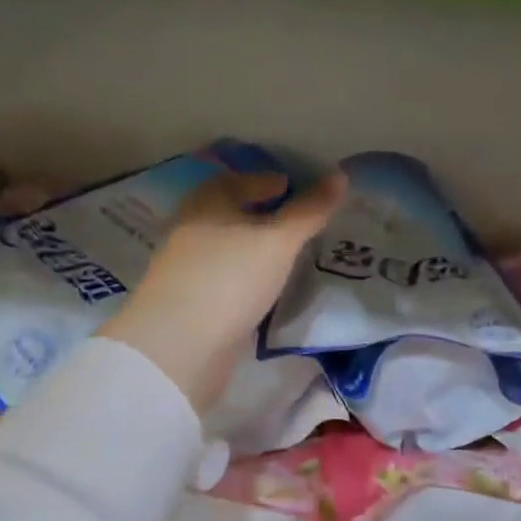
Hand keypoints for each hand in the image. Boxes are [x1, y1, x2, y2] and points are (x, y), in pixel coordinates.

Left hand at [99, 169, 347, 409]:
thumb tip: (340, 174)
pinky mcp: (192, 303)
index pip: (238, 181)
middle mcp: (192, 230)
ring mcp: (189, 269)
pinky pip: (226, 280)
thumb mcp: (278, 240)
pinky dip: (246, 278)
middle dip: (261, 215)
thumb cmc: (230, 277)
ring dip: (254, 250)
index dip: (266, 181)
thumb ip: (309, 211)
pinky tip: (266, 289)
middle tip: (297, 223)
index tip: (293, 187)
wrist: (180, 345)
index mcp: (207, 203)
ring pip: (228, 249)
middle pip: (230, 215)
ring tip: (289, 257)